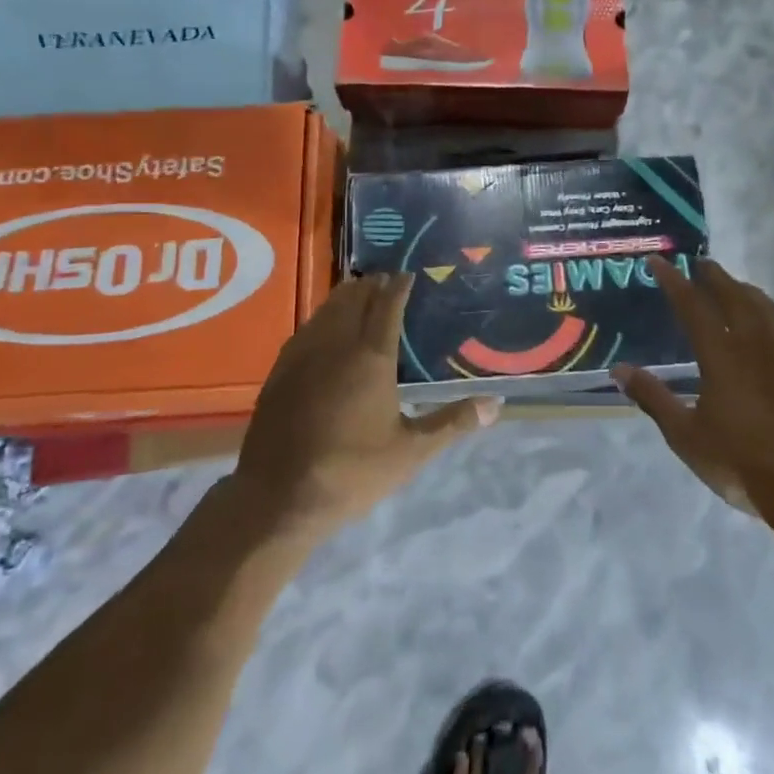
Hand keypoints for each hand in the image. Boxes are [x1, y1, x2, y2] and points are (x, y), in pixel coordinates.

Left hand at [233, 272, 501, 537]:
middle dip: (373, 285)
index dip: (400, 285)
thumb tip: (496, 405)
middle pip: (354, 297)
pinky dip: (324, 318)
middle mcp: (335, 343)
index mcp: (370, 356)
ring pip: (327, 308)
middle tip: (390, 284)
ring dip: (347, 297)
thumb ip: (453, 423)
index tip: (410, 275)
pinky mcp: (280, 369)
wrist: (277, 498)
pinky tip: (328, 331)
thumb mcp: (411, 452)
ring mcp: (302, 354)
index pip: (388, 304)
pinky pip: (307, 328)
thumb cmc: (351, 472)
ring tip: (362, 296)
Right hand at [615, 257, 773, 527]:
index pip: (693, 306)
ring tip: (731, 285)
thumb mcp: (686, 436)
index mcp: (723, 356)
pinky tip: (761, 331)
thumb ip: (654, 398)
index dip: (674, 281)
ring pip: (765, 308)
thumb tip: (620, 370)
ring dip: (744, 290)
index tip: (658, 261)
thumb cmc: (740, 462)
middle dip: (714, 276)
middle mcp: (755, 346)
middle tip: (699, 263)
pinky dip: (765, 317)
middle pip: (734, 296)